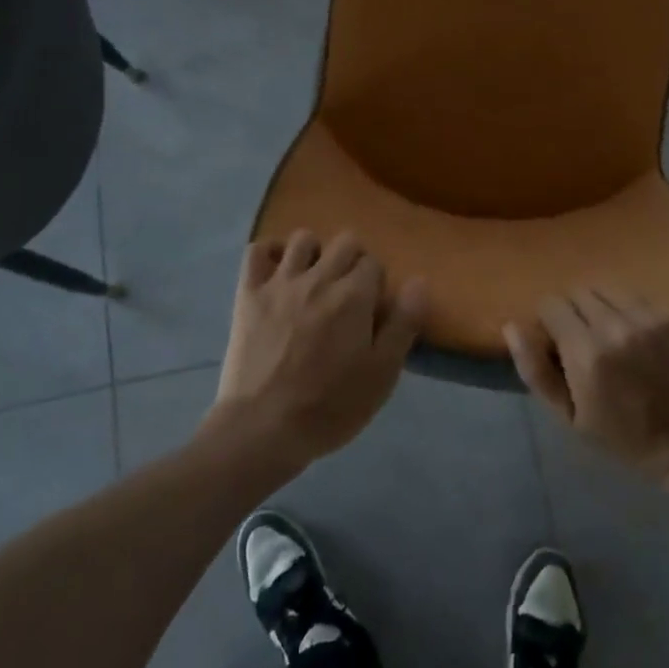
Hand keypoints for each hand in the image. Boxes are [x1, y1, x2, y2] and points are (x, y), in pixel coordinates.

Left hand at [208, 229, 428, 471]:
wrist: (263, 429)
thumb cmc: (330, 407)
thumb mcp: (382, 373)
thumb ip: (404, 323)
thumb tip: (420, 281)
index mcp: (354, 296)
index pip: (374, 264)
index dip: (377, 285)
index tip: (371, 312)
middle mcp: (319, 278)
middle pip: (345, 242)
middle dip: (352, 262)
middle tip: (348, 296)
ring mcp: (280, 282)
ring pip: (303, 239)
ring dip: (315, 253)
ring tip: (314, 281)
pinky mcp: (249, 294)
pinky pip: (257, 251)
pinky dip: (270, 253)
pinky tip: (278, 272)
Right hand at [506, 288, 668, 479]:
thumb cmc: (623, 437)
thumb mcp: (569, 417)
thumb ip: (536, 370)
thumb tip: (512, 325)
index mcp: (586, 354)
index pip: (551, 304)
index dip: (550, 322)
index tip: (560, 342)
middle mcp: (617, 326)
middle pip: (579, 291)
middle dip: (575, 311)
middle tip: (586, 340)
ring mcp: (651, 317)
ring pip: (609, 288)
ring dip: (604, 306)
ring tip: (614, 334)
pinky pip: (640, 296)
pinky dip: (633, 311)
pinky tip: (643, 337)